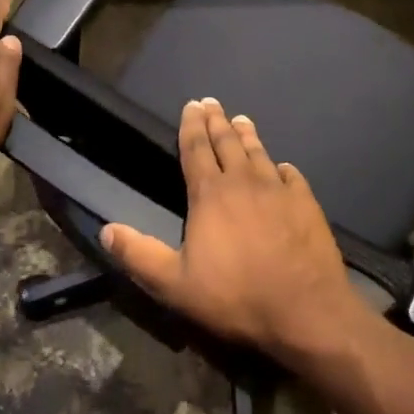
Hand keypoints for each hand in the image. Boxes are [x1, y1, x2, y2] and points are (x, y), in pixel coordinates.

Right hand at [98, 98, 364, 360]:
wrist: (306, 310)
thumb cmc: (236, 297)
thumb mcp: (175, 284)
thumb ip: (139, 255)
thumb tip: (106, 231)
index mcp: (210, 194)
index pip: (196, 149)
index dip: (191, 126)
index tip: (191, 105)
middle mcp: (244, 182)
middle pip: (227, 142)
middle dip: (217, 121)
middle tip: (212, 102)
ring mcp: (279, 190)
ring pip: (258, 153)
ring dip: (247, 135)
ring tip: (242, 119)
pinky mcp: (307, 203)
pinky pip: (291, 176)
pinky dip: (282, 168)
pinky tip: (282, 167)